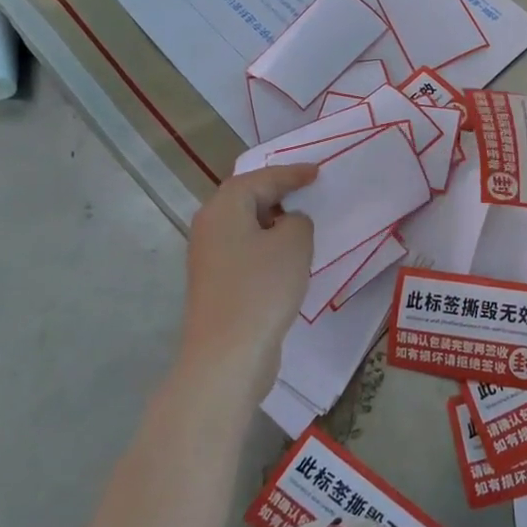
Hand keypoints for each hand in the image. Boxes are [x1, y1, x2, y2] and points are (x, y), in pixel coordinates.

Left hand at [177, 164, 316, 398]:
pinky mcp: (217, 283)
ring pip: (245, 225)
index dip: (291, 173)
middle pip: (246, 198)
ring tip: (302, 222)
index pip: (261, 178)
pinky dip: (266, 244)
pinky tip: (287, 258)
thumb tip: (288, 224)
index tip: (317, 171)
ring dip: (272, 221)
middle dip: (277, 192)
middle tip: (308, 189)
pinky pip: (245, 249)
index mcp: (224, 207)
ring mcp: (209, 257)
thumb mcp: (294, 243)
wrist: (228, 355)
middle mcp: (210, 226)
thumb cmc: (262, 288)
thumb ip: (298, 221)